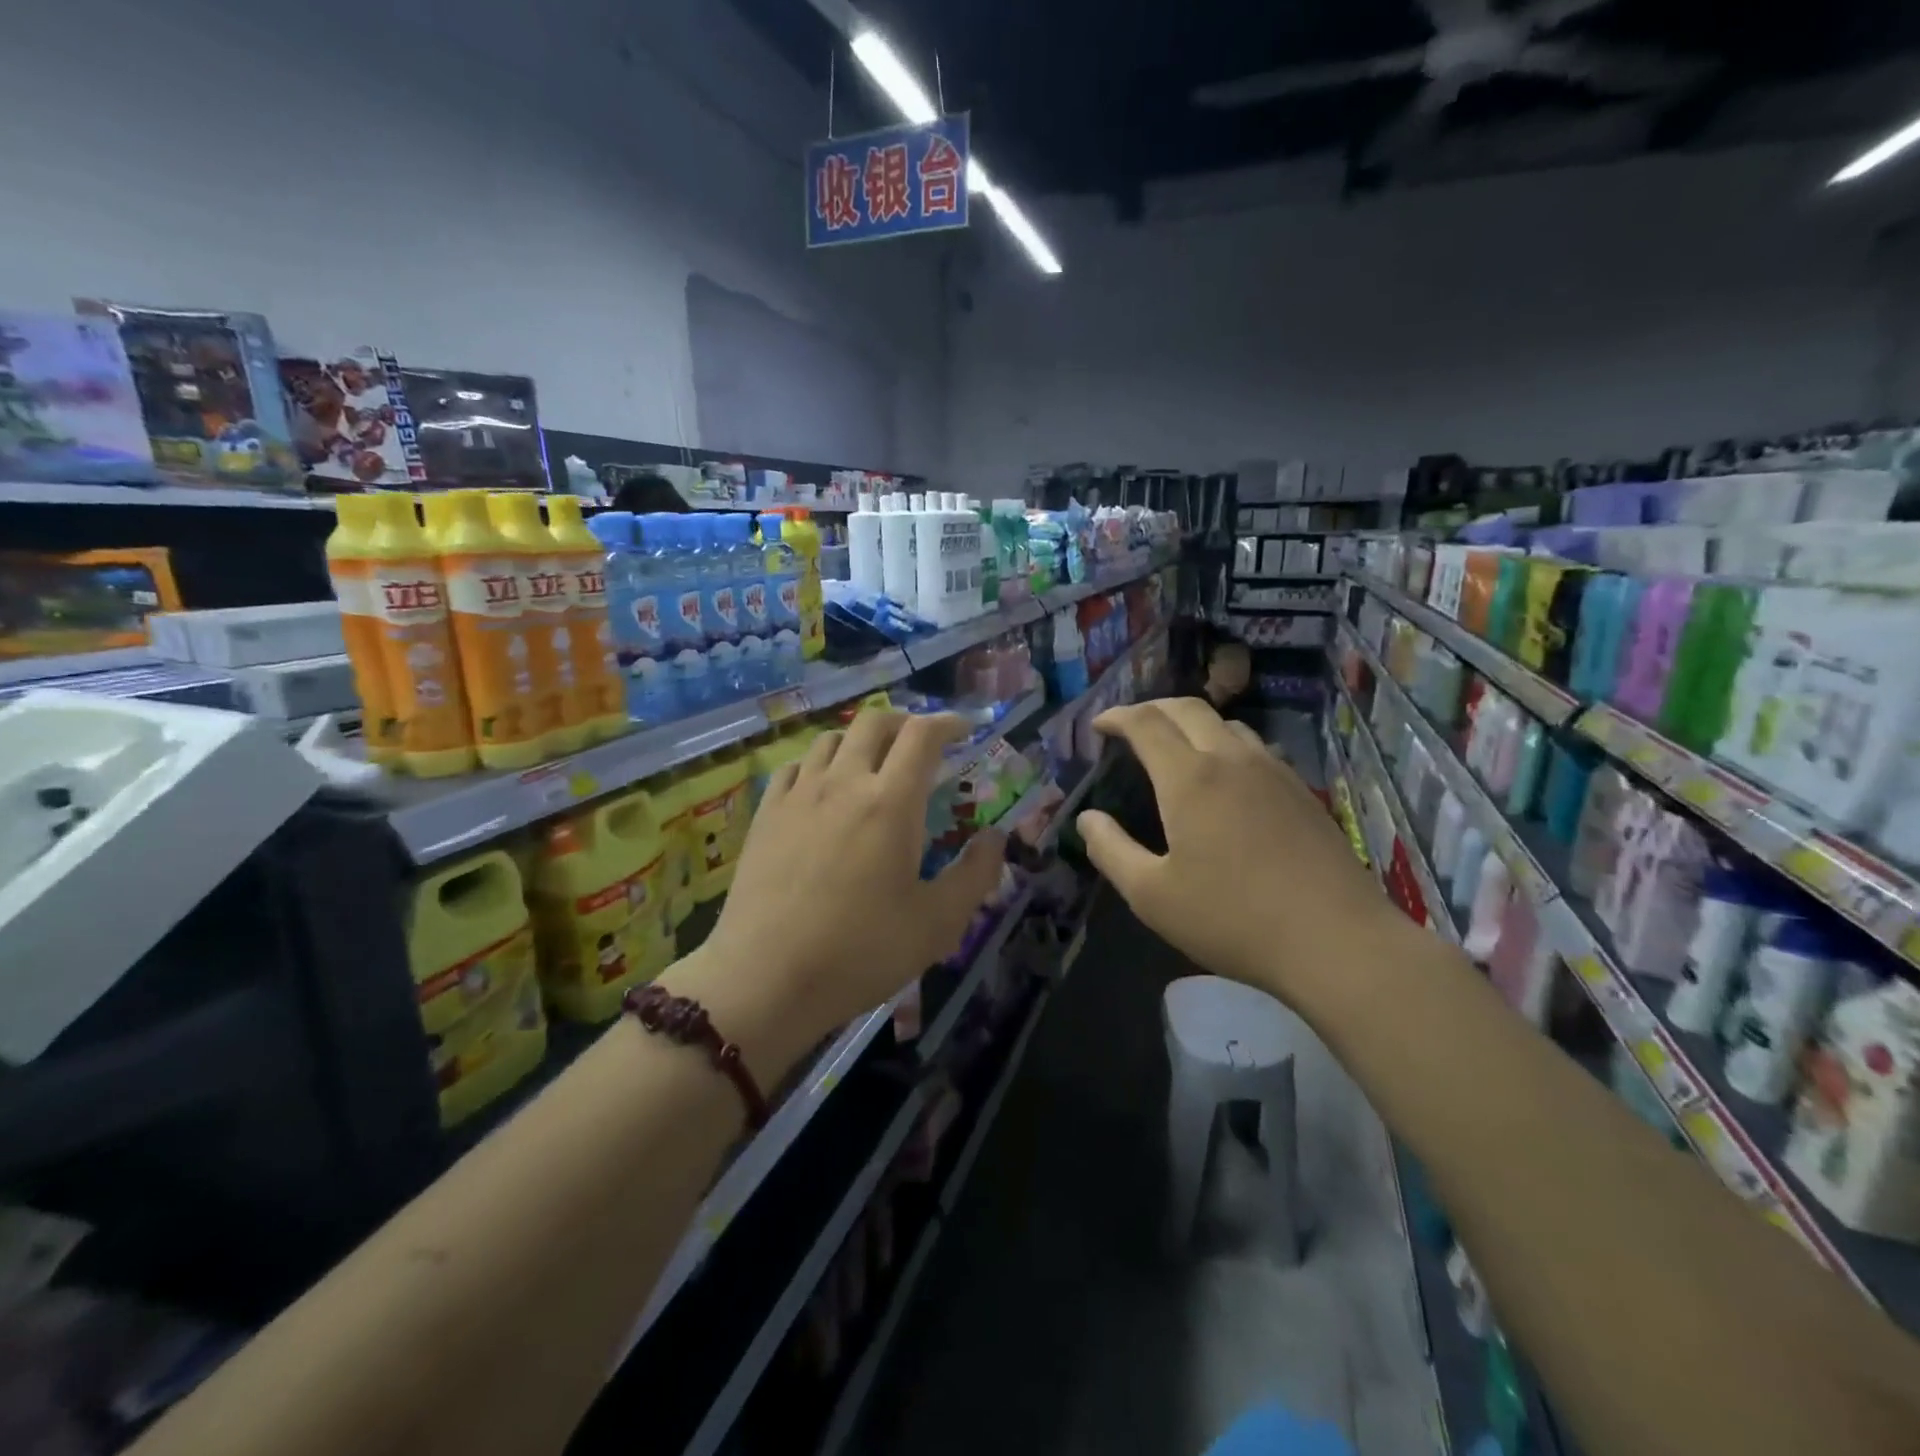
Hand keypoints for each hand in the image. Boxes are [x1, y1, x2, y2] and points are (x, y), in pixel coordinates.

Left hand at [663, 712, 1004, 1082]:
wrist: (765, 978)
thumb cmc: (860, 952)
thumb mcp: (938, 924)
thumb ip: (976, 874)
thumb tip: (996, 838)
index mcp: (891, 802)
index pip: (922, 735)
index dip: (948, 723)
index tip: (964, 729)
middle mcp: (843, 783)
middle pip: (874, 722)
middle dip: (905, 721)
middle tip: (921, 743)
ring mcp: (798, 795)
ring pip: (830, 739)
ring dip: (860, 740)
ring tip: (873, 764)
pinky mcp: (765, 814)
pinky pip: (795, 767)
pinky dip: (819, 764)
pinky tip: (822, 789)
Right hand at [1076, 699, 1394, 1003]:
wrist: (1336, 941)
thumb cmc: (1232, 919)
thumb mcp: (1152, 895)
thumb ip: (1111, 851)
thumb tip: (1087, 819)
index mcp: (1189, 778)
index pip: (1146, 723)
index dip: (1117, 717)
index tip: (1098, 726)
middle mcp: (1232, 759)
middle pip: (1187, 709)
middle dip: (1151, 709)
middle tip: (1128, 726)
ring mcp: (1274, 772)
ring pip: (1225, 724)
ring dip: (1190, 723)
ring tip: (1173, 747)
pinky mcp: (1301, 791)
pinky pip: (1254, 747)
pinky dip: (1224, 743)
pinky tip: (1224, 777)